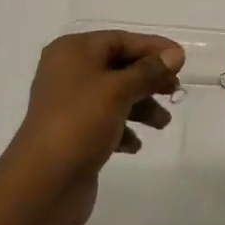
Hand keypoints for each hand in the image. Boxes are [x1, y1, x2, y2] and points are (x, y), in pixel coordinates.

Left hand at [5, 30, 183, 224]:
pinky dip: (124, 128)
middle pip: (119, 66)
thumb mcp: (118, 90)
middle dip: (149, 78)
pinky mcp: (73, 134)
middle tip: (175, 91)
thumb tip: (175, 54)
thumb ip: (149, 70)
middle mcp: (69, 72)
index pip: (120, 40)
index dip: (152, 47)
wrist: (42, 185)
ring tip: (162, 123)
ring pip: (115, 95)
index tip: (181, 59)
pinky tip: (135, 145)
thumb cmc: (80, 123)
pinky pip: (106, 121)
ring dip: (141, 106)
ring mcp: (70, 105)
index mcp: (73, 51)